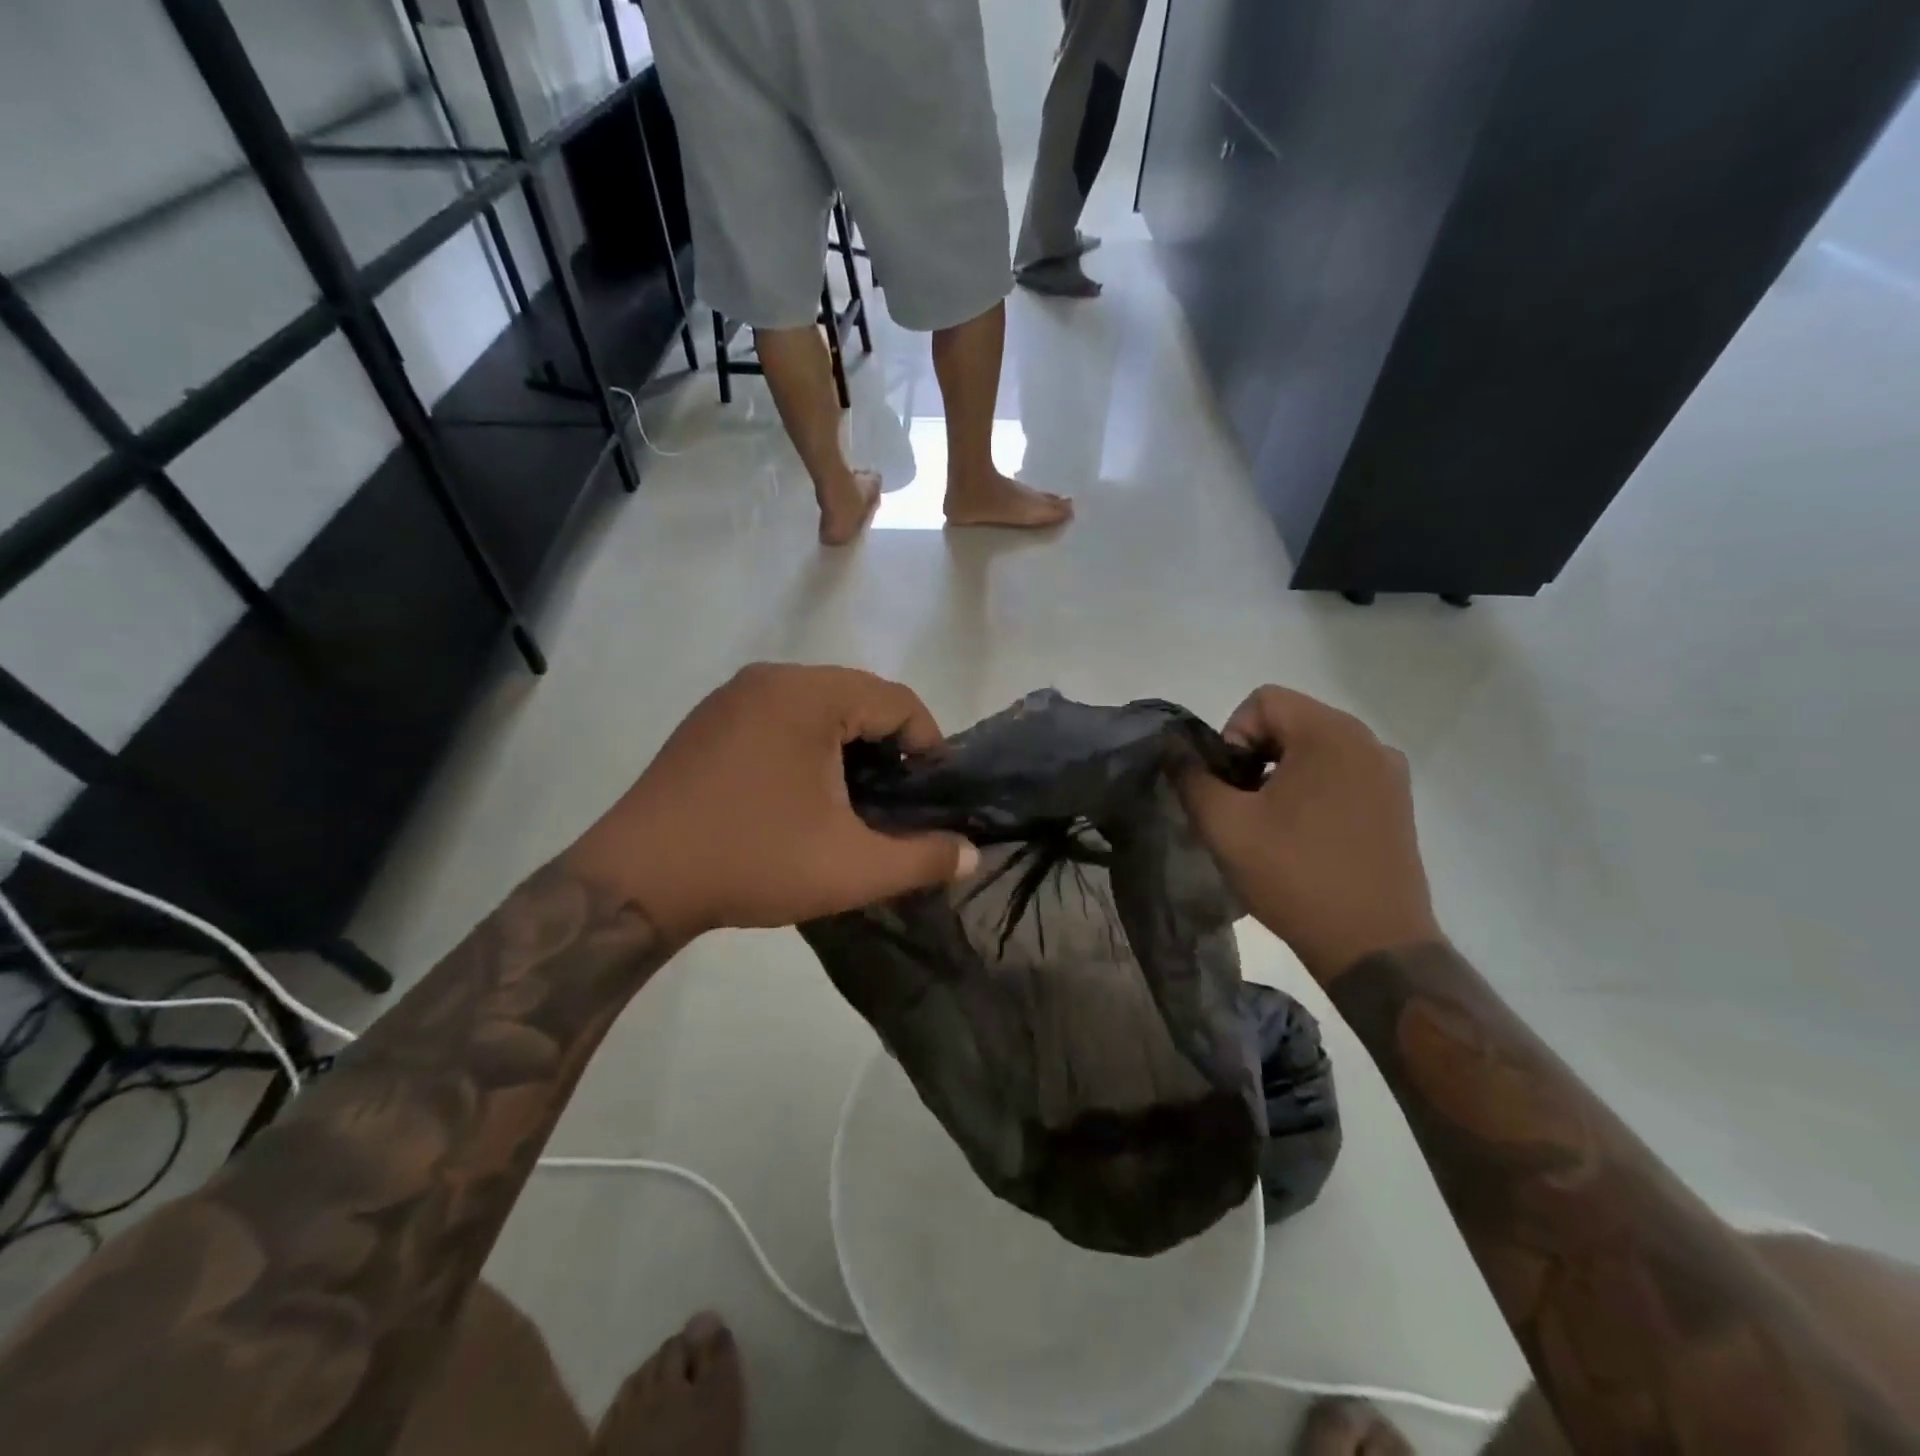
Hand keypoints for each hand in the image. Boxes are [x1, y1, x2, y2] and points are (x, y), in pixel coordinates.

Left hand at [563, 664, 978, 939]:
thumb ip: (922, 858)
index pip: (897, 700)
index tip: (932, 795)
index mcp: (809, 695)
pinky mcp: (709, 720)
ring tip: (854, 799)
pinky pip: (781, 716)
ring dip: (849, 746)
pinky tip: (803, 793)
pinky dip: (809, 744)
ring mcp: (733, 695)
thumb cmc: (752, 861)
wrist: (635, 880)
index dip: (928, 745)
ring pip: (819, 706)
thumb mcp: (851, 868)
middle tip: (896, 801)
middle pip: (859, 697)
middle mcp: (771, 678)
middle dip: (888, 747)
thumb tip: (971, 853)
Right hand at [1179, 686, 1441, 981]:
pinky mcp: (1397, 804)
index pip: (1263, 700)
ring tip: (1270, 825)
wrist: (1374, 946)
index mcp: (1330, 734)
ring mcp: (1389, 773)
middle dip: (1254, 755)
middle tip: (1241, 807)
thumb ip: (1191, 778)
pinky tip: (1304, 836)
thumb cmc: (1295, 876)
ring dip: (1281, 774)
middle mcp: (1367, 741)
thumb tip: (1174, 750)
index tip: (1229, 785)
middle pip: (1290, 721)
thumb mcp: (1225, 825)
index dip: (1231, 735)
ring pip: (1315, 749)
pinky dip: (1313, 790)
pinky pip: (1341, 774)